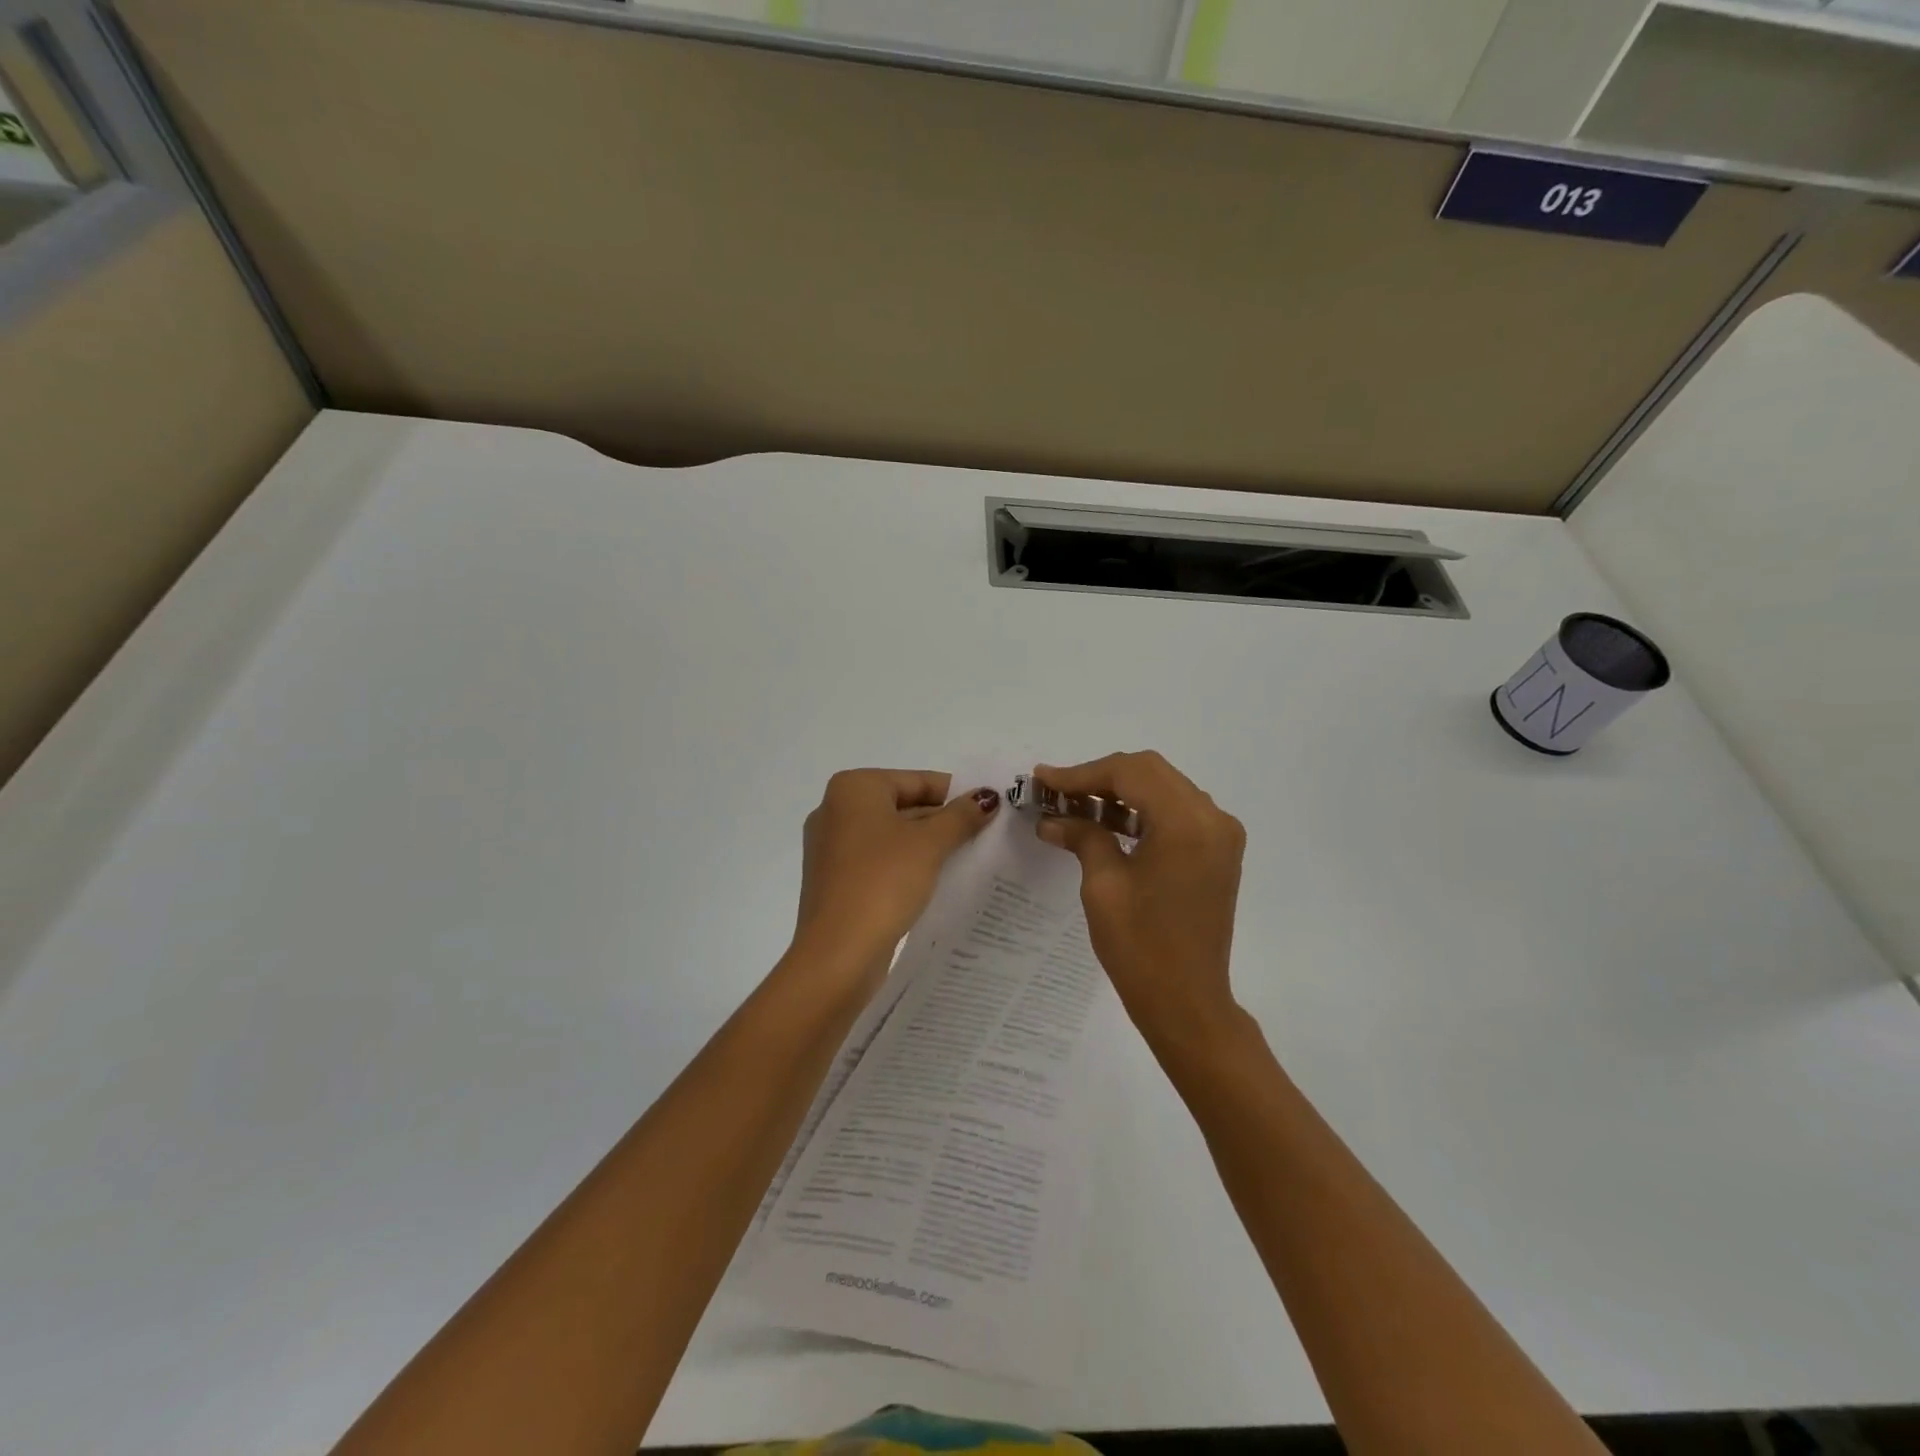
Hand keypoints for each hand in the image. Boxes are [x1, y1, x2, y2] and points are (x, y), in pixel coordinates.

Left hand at [792, 769, 1000, 976]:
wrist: (837, 953)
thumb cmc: (882, 882)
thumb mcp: (929, 844)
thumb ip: (960, 816)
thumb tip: (987, 796)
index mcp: (854, 788)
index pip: (917, 780)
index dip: (956, 794)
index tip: (990, 811)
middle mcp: (836, 809)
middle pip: (904, 805)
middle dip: (943, 821)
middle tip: (986, 836)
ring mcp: (832, 847)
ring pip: (892, 835)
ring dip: (928, 846)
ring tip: (970, 859)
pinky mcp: (835, 879)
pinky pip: (879, 861)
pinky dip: (907, 866)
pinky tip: (937, 882)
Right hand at [1034, 752, 1245, 1051]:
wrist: (1188, 1003)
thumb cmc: (1141, 947)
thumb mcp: (1103, 886)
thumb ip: (1083, 836)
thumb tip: (1052, 818)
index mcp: (1186, 823)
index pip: (1129, 773)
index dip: (1081, 773)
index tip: (1042, 779)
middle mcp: (1212, 817)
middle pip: (1149, 772)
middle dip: (1099, 777)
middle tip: (1056, 791)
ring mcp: (1220, 834)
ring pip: (1163, 787)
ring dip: (1120, 791)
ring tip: (1074, 804)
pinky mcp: (1217, 850)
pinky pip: (1176, 811)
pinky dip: (1141, 810)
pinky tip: (1106, 821)